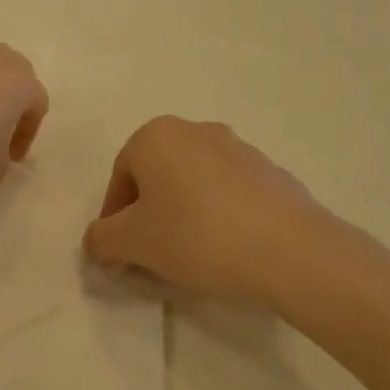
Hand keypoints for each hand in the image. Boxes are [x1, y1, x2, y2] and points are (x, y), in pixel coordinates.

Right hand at [84, 117, 365, 306]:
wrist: (291, 251)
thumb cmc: (196, 236)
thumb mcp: (131, 243)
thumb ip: (101, 239)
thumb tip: (98, 241)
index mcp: (157, 135)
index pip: (119, 178)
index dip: (113, 220)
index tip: (120, 254)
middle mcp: (197, 130)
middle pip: (157, 178)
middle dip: (148, 217)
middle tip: (150, 256)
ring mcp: (241, 149)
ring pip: (193, 186)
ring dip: (182, 217)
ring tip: (189, 258)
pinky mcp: (272, 174)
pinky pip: (229, 196)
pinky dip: (218, 218)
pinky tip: (225, 251)